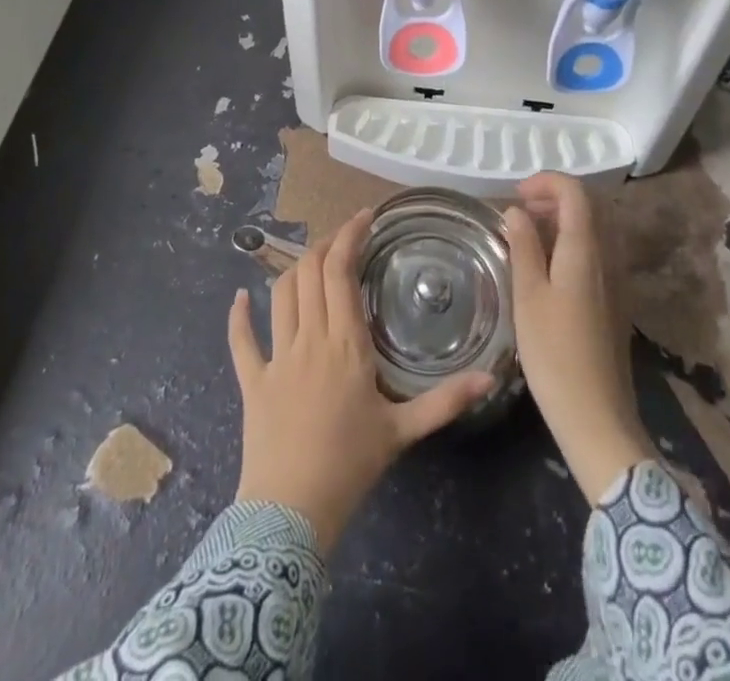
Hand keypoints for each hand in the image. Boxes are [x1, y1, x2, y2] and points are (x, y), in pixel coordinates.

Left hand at [229, 208, 493, 550]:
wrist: (290, 512)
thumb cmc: (350, 466)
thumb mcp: (403, 432)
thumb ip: (445, 401)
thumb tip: (490, 377)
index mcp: (345, 343)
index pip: (342, 271)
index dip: (350, 235)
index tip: (365, 217)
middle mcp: (309, 338)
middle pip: (310, 271)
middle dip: (326, 244)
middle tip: (345, 236)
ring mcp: (276, 356)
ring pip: (280, 293)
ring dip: (294, 267)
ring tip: (313, 258)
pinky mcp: (252, 380)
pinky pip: (241, 340)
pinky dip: (239, 315)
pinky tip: (240, 298)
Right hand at [506, 174, 655, 504]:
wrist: (598, 416)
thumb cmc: (554, 354)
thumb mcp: (528, 297)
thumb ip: (524, 247)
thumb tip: (516, 211)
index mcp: (586, 249)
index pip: (576, 192)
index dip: (546, 182)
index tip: (516, 194)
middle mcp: (609, 256)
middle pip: (591, 205)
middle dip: (555, 196)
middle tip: (521, 210)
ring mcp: (617, 278)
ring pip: (596, 228)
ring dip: (565, 219)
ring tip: (530, 234)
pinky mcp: (616, 300)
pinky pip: (599, 251)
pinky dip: (574, 241)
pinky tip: (550, 265)